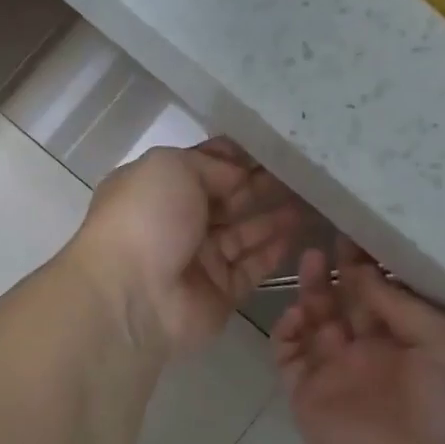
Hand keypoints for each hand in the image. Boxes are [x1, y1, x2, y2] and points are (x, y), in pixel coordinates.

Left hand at [69, 138, 303, 357]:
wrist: (132, 296)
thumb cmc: (146, 219)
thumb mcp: (172, 167)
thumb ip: (210, 165)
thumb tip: (239, 175)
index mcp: (156, 187)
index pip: (202, 165)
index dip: (235, 157)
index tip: (274, 147)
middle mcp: (176, 221)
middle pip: (227, 198)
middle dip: (261, 184)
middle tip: (304, 172)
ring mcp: (198, 259)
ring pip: (244, 232)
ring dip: (274, 216)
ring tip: (312, 198)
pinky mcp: (219, 292)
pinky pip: (252, 267)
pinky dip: (274, 251)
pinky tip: (300, 233)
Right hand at [272, 239, 444, 443]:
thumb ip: (401, 305)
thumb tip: (362, 272)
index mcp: (409, 341)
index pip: (380, 294)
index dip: (366, 265)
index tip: (353, 232)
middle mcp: (370, 353)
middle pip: (344, 303)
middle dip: (335, 272)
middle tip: (325, 240)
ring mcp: (336, 374)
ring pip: (313, 323)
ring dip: (311, 293)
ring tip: (310, 262)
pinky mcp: (307, 395)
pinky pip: (287, 356)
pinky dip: (286, 332)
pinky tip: (297, 313)